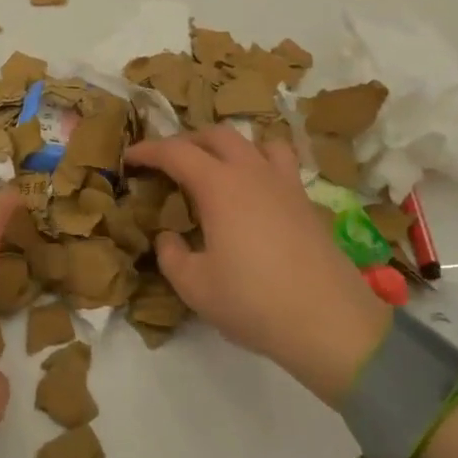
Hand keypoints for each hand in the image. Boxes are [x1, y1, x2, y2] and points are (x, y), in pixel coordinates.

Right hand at [125, 129, 392, 404]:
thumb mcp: (194, 285)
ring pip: (256, 141)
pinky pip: (281, 164)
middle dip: (187, 142)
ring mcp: (285, 184)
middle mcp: (253, 173)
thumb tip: (168, 236)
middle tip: (168, 164)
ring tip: (216, 169)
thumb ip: (171, 255)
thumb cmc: (252, 301)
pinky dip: (259, 164)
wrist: (328, 321)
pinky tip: (254, 194)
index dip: (148, 150)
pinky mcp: (307, 202)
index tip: (130, 158)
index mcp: (219, 185)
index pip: (176, 152)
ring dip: (229, 146)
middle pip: (217, 135)